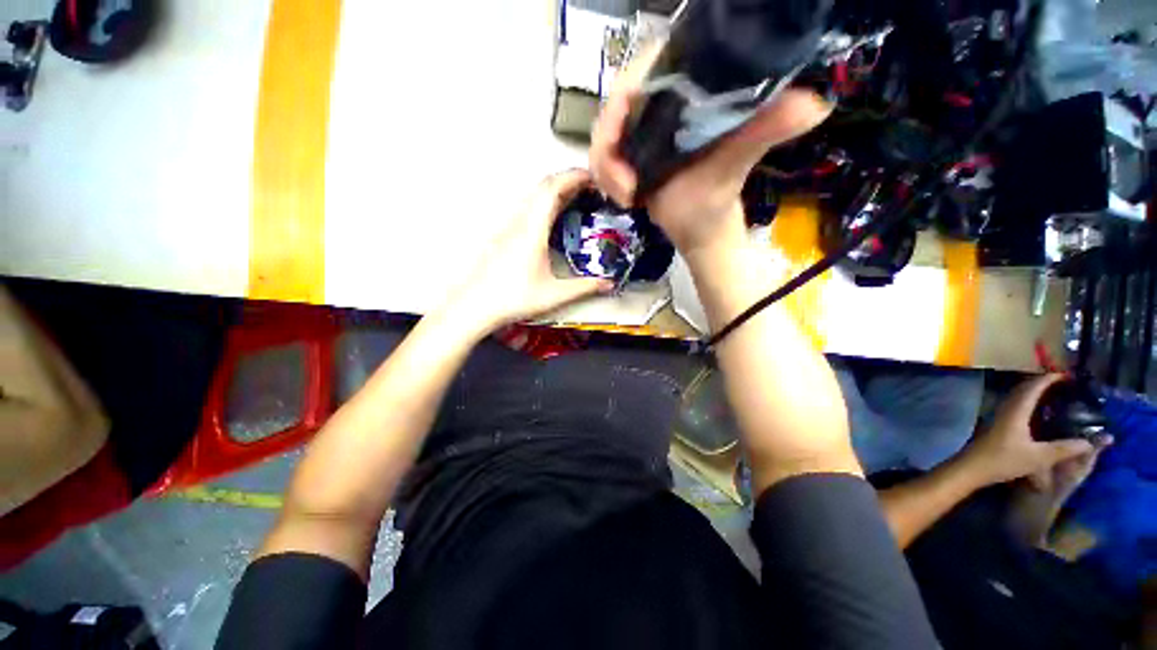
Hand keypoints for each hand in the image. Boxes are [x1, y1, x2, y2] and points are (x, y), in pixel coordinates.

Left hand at [439, 170, 612, 335]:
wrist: (477, 305)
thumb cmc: (515, 298)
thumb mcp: (554, 294)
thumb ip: (584, 287)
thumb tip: (609, 283)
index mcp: (533, 230)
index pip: (553, 189)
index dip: (574, 177)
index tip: (594, 178)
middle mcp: (520, 221)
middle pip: (543, 186)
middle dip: (568, 180)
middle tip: (590, 189)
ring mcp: (509, 226)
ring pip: (533, 195)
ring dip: (555, 190)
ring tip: (576, 200)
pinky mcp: (504, 234)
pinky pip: (527, 207)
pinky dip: (544, 203)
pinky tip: (552, 219)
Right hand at [590, 44, 832, 256]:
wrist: (699, 230)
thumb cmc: (715, 201)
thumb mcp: (734, 164)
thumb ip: (763, 132)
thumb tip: (812, 104)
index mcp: (689, 90)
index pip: (646, 66)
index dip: (624, 95)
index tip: (621, 137)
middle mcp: (663, 102)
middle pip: (616, 102)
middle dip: (609, 147)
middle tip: (625, 186)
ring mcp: (644, 127)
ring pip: (603, 132)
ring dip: (606, 168)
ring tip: (627, 196)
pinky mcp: (632, 150)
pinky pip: (603, 155)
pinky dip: (605, 176)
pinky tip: (623, 196)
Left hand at [961, 374, 1098, 488]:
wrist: (971, 468)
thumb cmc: (1003, 460)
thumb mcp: (1038, 457)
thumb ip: (1065, 449)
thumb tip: (1090, 443)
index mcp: (1016, 410)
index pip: (1033, 387)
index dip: (1049, 379)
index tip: (1068, 375)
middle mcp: (1006, 408)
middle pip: (1025, 389)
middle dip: (1044, 384)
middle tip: (1066, 385)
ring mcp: (999, 415)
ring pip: (1019, 397)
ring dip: (1036, 393)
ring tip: (1057, 396)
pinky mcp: (997, 424)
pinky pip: (1016, 406)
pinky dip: (1029, 404)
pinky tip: (1039, 414)